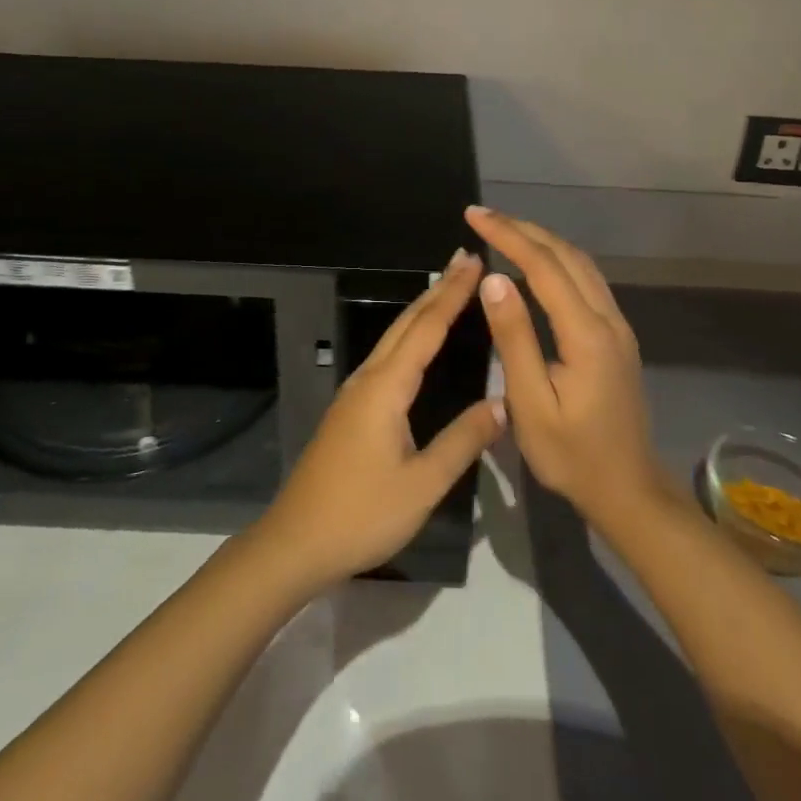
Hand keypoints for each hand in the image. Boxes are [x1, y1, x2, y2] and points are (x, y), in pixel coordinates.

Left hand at [249, 248, 506, 593]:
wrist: (295, 542)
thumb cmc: (361, 514)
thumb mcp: (422, 485)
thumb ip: (463, 441)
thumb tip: (504, 403)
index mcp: (386, 388)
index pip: (427, 329)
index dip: (453, 294)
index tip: (474, 261)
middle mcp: (368, 378)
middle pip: (407, 323)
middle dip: (438, 289)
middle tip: (465, 258)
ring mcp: (355, 392)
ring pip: (394, 337)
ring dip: (423, 309)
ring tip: (448, 287)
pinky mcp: (351, 409)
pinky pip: (387, 356)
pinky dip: (410, 334)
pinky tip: (418, 342)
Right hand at [466, 206, 665, 525]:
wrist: (628, 490)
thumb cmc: (572, 456)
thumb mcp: (532, 404)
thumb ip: (514, 340)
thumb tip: (493, 281)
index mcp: (586, 333)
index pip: (543, 267)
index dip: (508, 235)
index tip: (474, 216)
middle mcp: (608, 319)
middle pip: (566, 255)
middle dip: (523, 229)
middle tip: (482, 216)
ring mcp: (617, 326)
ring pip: (581, 264)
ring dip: (543, 240)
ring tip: (504, 230)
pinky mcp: (617, 336)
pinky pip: (587, 280)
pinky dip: (557, 260)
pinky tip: (537, 264)